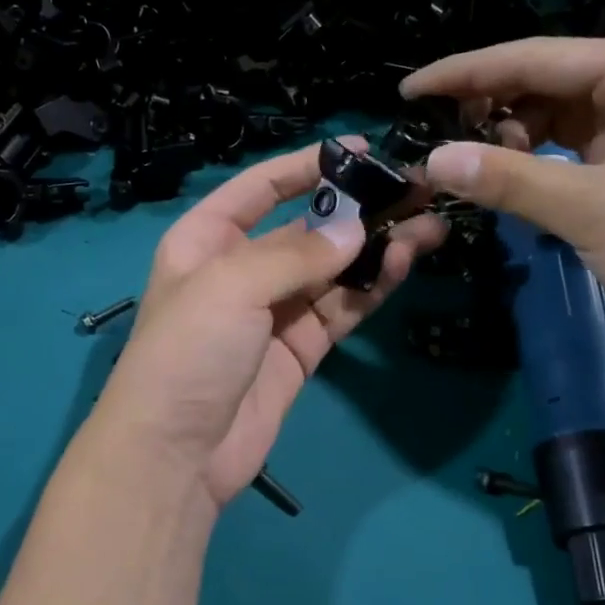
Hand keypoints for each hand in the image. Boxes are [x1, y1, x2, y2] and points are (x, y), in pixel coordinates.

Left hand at [84, 141, 444, 507]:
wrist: (176, 455)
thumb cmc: (188, 352)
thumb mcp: (231, 287)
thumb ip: (296, 255)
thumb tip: (355, 232)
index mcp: (206, 240)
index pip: (260, 187)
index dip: (307, 165)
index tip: (361, 149)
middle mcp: (240, 270)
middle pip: (306, 230)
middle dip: (358, 211)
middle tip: (415, 193)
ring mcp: (272, 313)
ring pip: (332, 271)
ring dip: (376, 250)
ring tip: (428, 228)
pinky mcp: (299, 351)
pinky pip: (339, 309)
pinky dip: (370, 289)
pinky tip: (401, 265)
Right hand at [402, 38, 604, 376]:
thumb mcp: (596, 211)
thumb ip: (511, 181)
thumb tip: (432, 160)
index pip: (535, 58)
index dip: (465, 73)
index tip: (408, 90)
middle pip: (546, 86)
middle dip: (488, 110)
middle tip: (432, 140)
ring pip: (558, 124)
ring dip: (512, 143)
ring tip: (468, 169)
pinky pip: (574, 159)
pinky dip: (538, 171)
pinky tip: (509, 188)